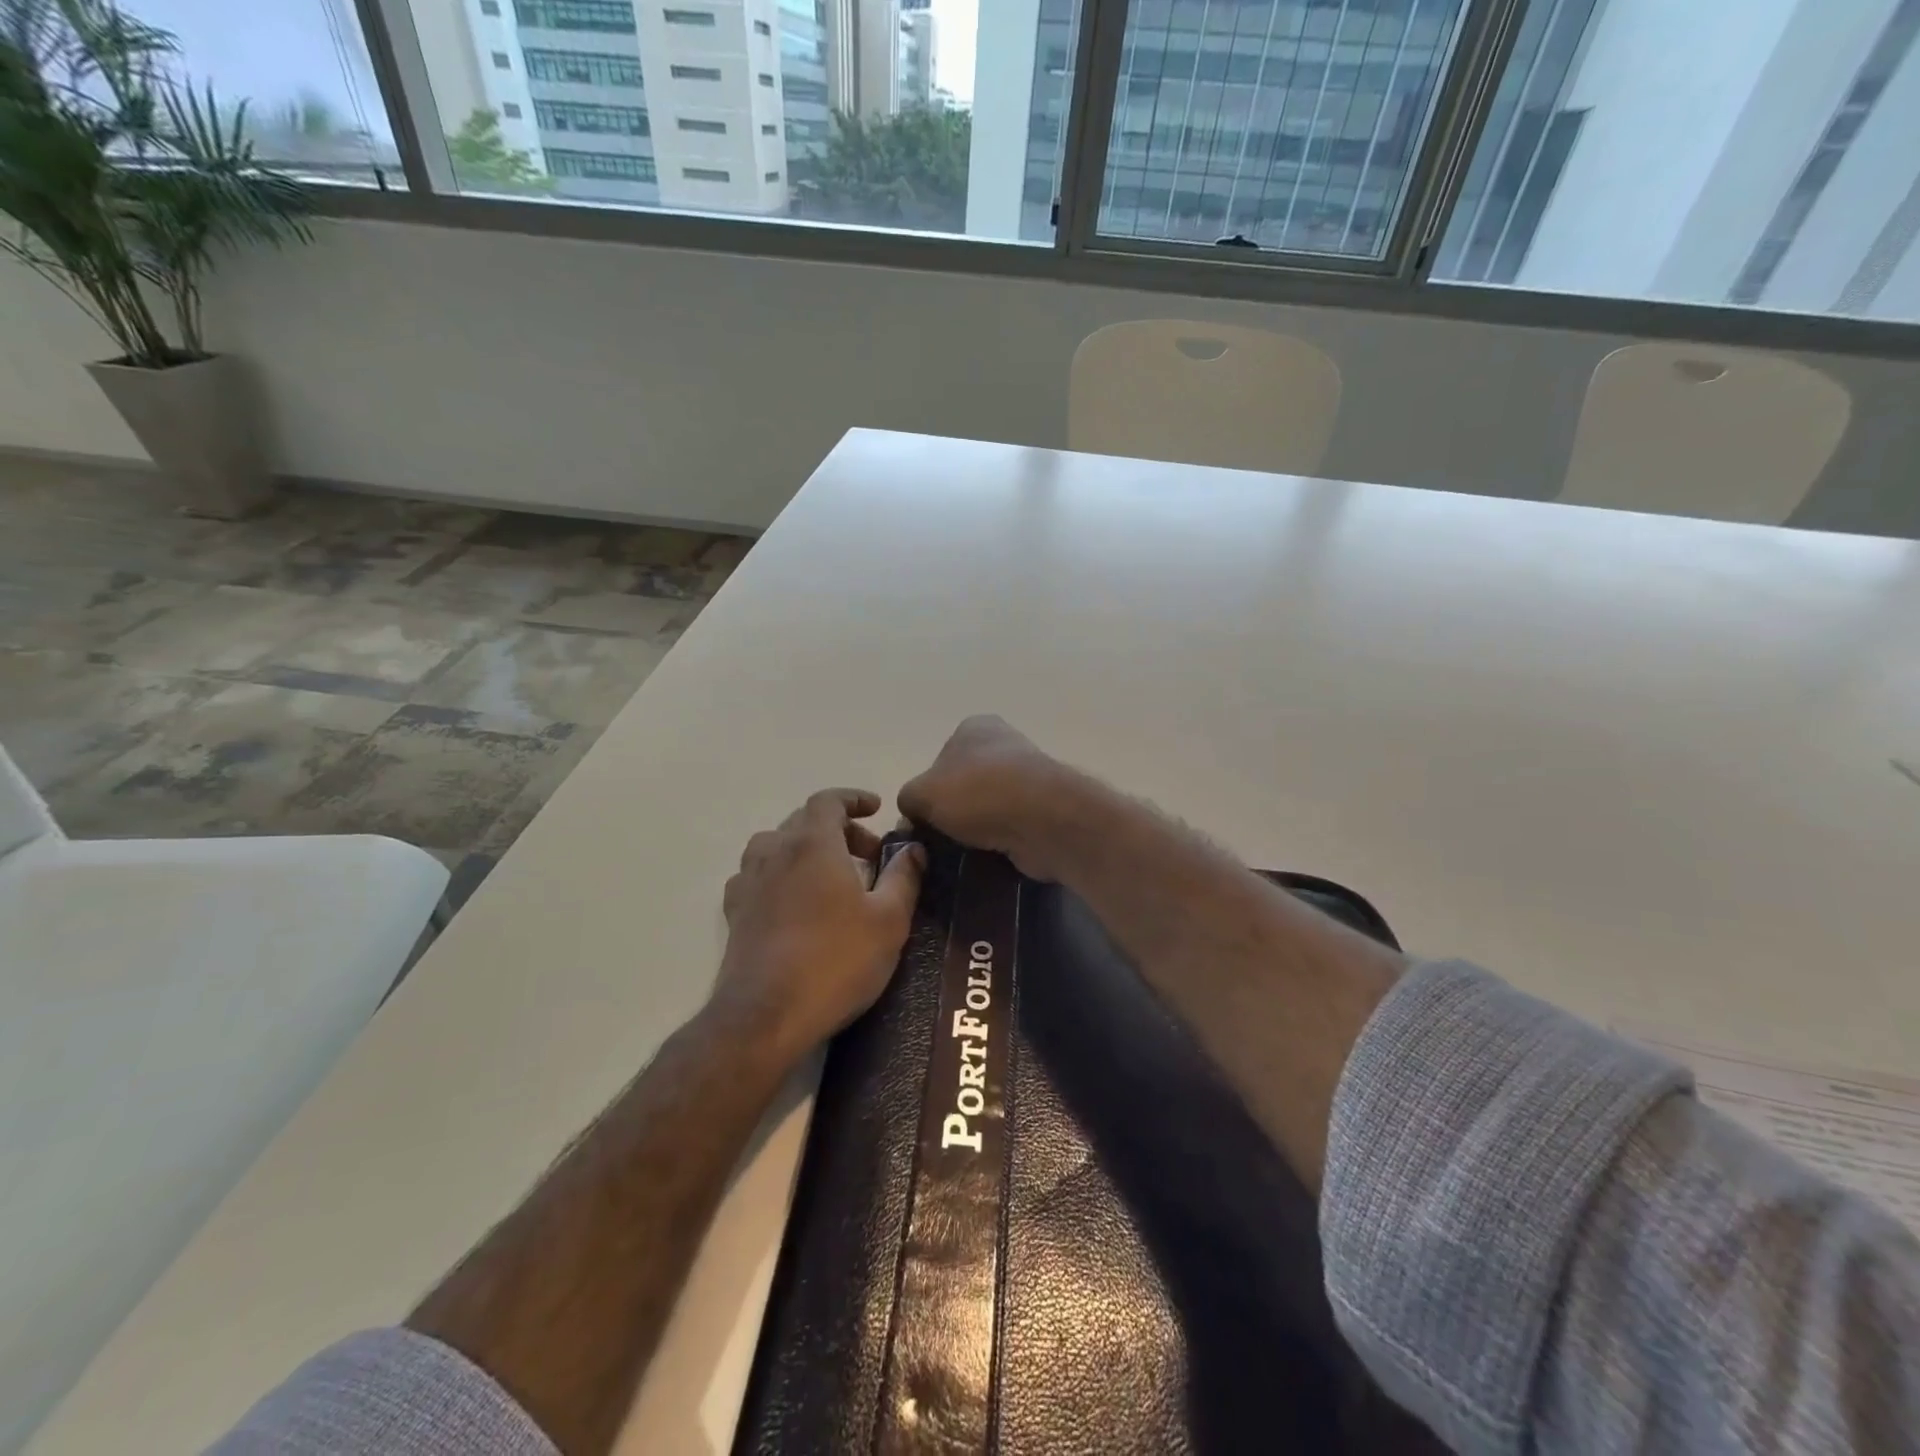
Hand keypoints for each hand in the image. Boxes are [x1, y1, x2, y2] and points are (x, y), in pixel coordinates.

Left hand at [713, 788, 924, 1061]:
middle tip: (869, 855)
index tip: (876, 809)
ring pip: (777, 845)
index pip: (828, 800)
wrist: (766, 1015)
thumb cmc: (836, 961)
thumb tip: (913, 848)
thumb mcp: (888, 920)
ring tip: (831, 877)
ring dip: (806, 849)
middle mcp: (775, 851)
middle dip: (839, 829)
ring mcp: (749, 881)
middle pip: (804, 821)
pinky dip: (781, 874)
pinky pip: (759, 875)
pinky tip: (794, 901)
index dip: (853, 798)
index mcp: (812, 844)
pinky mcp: (735, 912)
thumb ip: (903, 877)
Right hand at [898, 715, 1088, 880]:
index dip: (927, 792)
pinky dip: (998, 844)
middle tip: (937, 843)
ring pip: (987, 810)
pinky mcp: (1044, 810)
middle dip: (951, 814)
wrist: (1044, 819)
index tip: (921, 820)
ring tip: (960, 856)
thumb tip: (914, 817)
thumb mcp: (921, 793)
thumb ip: (908, 800)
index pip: (938, 760)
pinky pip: (1009, 830)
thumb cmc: (977, 793)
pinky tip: (986, 860)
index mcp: (974, 727)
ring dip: (975, 832)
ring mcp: (1028, 778)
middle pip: (963, 786)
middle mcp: (1003, 745)